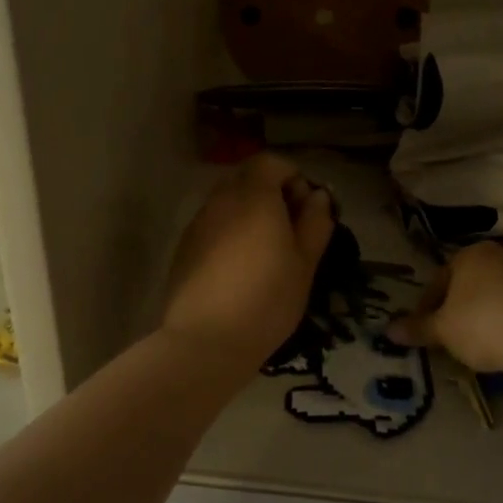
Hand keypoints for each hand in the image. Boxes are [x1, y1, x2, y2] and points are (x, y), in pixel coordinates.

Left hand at [162, 154, 335, 364]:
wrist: (205, 341)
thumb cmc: (267, 299)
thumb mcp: (305, 263)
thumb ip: (315, 222)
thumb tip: (318, 196)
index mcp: (254, 196)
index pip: (272, 162)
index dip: (293, 177)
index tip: (306, 209)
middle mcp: (221, 200)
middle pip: (247, 178)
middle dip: (271, 194)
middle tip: (290, 231)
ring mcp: (199, 223)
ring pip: (229, 202)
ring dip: (250, 214)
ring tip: (267, 253)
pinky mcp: (185, 247)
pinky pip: (214, 225)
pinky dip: (231, 233)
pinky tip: (240, 269)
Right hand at [389, 241, 502, 374]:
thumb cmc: (483, 325)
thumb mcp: (443, 331)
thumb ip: (417, 328)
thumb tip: (388, 331)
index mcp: (469, 255)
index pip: (440, 279)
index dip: (428, 306)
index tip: (425, 328)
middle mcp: (501, 253)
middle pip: (471, 281)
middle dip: (460, 304)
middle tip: (453, 333)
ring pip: (499, 290)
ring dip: (488, 309)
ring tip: (483, 339)